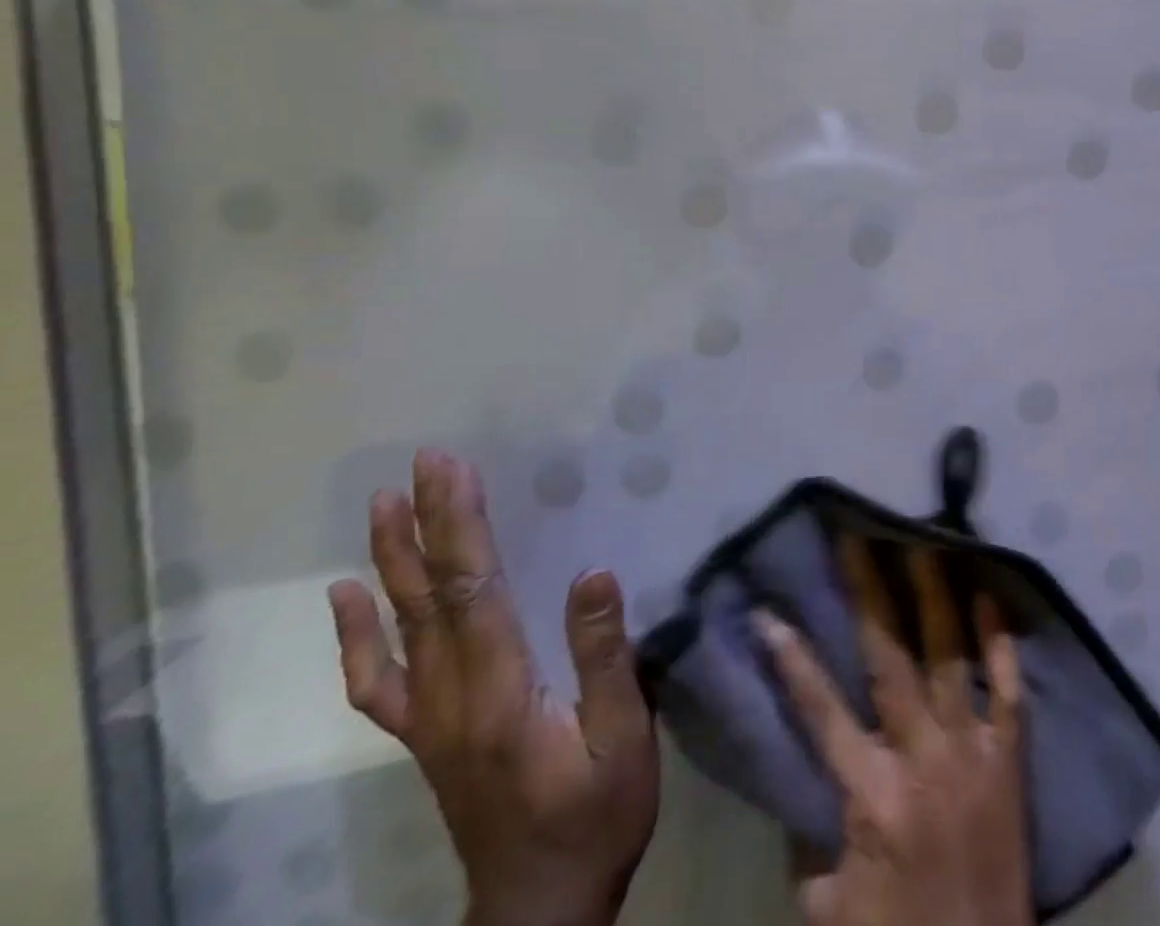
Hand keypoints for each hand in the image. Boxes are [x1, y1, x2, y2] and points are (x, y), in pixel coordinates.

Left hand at [327, 449, 660, 925]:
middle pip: (432, 596)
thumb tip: (593, 571)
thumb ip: (604, 655)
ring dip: (391, 561)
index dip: (462, 525)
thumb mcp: (623, 735)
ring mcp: (430, 720)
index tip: (454, 470)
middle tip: (420, 464)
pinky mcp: (427, 737)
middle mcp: (451, 698)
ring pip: (400, 628)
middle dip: (425, 523)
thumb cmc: (597, 813)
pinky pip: (380, 681)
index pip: (474, 590)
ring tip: (381, 506)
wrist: (541, 909)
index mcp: (499, 691)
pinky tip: (349, 600)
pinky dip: (357, 636)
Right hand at [758, 540, 1032, 925]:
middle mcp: (922, 757)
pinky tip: (990, 596)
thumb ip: (810, 835)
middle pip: (890, 659)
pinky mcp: (1011, 757)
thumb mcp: (829, 906)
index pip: (821, 711)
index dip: (792, 660)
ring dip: (935, 596)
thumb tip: (799, 775)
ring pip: (950, 656)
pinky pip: (1007, 688)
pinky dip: (999, 642)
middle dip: (870, 593)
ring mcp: (972, 750)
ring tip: (925, 542)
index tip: (768, 611)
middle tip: (858, 539)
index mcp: (871, 795)